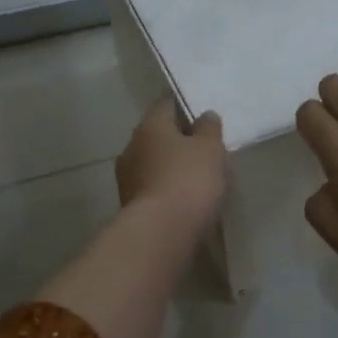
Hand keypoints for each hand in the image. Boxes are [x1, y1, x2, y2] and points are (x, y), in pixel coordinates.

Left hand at [116, 99, 227, 234]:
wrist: (160, 233)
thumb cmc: (189, 180)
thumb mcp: (210, 149)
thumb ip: (209, 129)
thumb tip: (204, 116)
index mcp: (150, 125)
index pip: (166, 105)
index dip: (184, 109)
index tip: (202, 119)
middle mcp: (132, 146)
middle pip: (157, 136)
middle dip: (177, 141)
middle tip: (203, 150)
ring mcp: (127, 178)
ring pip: (153, 163)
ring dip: (170, 167)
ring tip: (196, 179)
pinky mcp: (130, 205)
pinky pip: (152, 188)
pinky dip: (166, 190)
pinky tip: (183, 200)